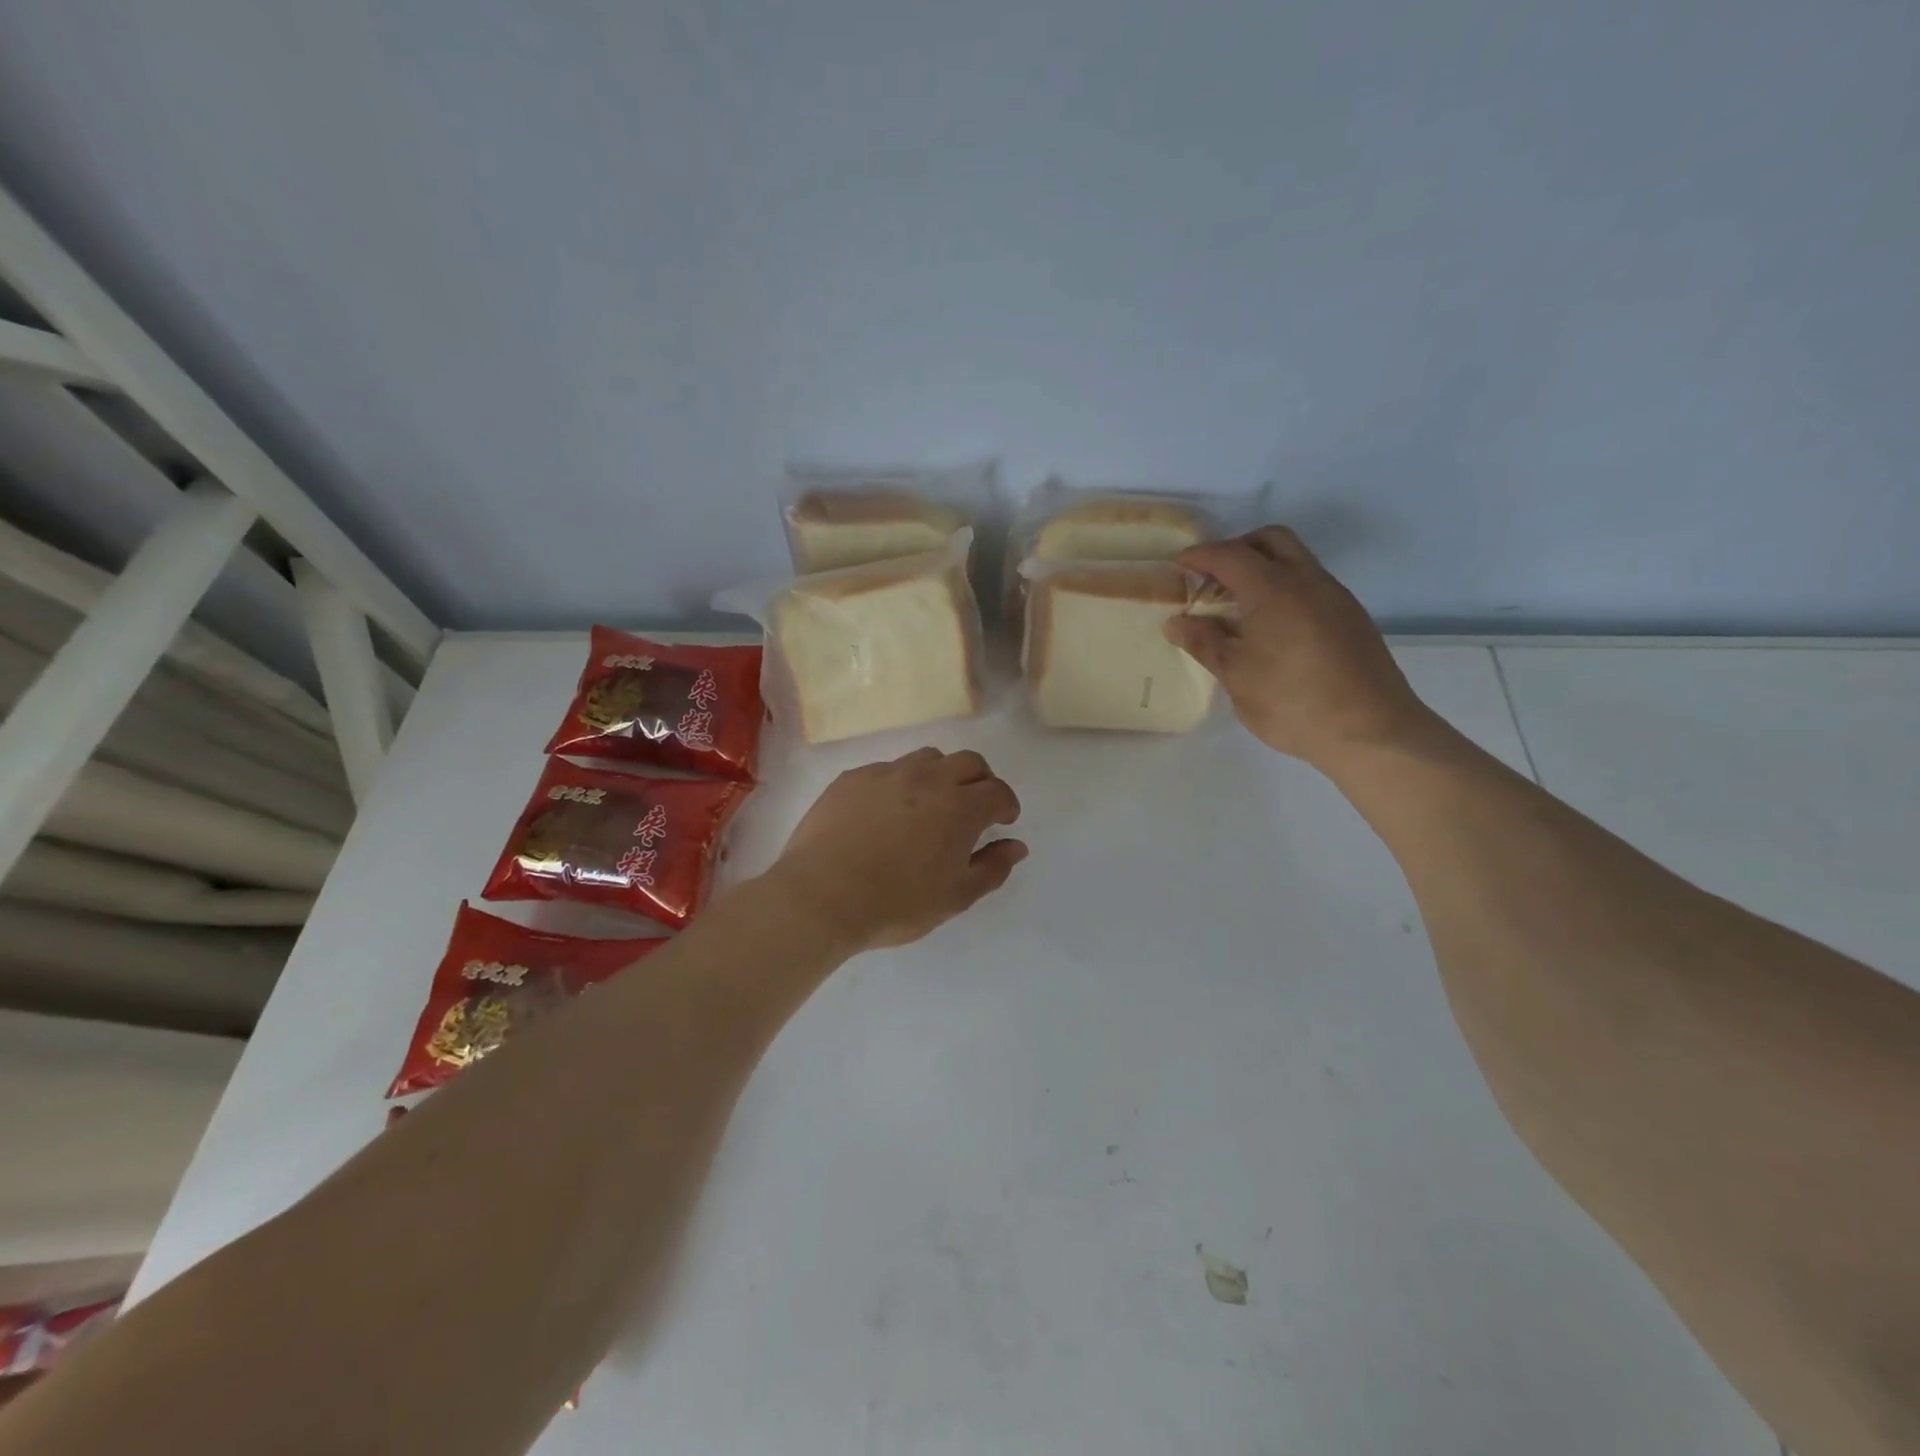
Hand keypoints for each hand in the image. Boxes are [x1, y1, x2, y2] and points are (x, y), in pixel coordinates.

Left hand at [766, 748, 1026, 952]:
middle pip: (968, 762)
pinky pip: (887, 769)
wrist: (820, 896)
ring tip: (931, 803)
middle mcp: (927, 778)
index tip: (1003, 821)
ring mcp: (886, 773)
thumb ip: (992, 868)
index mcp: (960, 807)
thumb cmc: (896, 904)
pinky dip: (900, 783)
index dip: (1006, 805)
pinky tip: (887, 811)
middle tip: (975, 807)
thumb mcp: (955, 897)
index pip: (997, 791)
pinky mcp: (852, 778)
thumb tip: (1016, 846)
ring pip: (927, 758)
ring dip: (941, 774)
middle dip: (981, 780)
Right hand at [1164, 526, 1443, 771]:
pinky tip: (1272, 626)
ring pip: (1296, 559)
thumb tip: (1176, 622)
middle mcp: (1308, 581)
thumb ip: (1204, 643)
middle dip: (1237, 548)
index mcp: (1274, 590)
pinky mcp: (1351, 616)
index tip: (1179, 566)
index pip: (1230, 555)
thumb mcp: (1236, 676)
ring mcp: (1335, 596)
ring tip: (1239, 605)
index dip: (1201, 556)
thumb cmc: (1293, 703)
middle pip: (1270, 540)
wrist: (1372, 730)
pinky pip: (1311, 584)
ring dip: (1264, 567)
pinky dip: (1285, 588)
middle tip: (1213, 578)